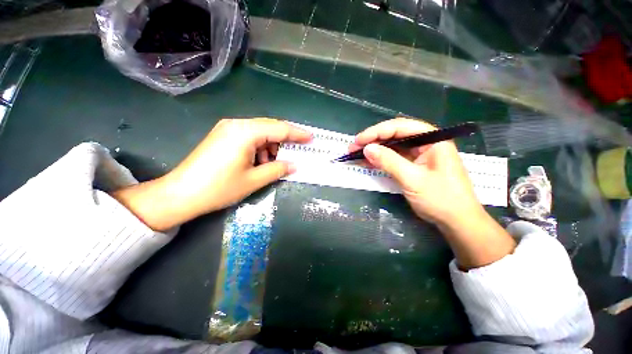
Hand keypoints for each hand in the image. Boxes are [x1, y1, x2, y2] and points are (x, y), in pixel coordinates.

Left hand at [112, 118, 311, 230]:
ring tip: (274, 164)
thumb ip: (278, 169)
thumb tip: (294, 165)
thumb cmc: (219, 188)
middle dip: (285, 140)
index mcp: (245, 132)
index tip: (311, 138)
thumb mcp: (254, 180)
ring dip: (271, 146)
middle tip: (297, 152)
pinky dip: (260, 148)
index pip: (279, 129)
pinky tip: (260, 162)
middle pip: (270, 127)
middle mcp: (237, 124)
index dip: (297, 134)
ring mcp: (228, 129)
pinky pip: (250, 138)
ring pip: (260, 133)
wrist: (180, 194)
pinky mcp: (223, 136)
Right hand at [350, 118, 514, 268]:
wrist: (457, 221)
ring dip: (374, 150)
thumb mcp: (412, 179)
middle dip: (373, 140)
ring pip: (392, 146)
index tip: (358, 140)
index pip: (401, 127)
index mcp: (432, 139)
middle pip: (395, 135)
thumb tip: (367, 149)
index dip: (377, 132)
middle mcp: (425, 143)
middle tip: (353, 148)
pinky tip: (367, 162)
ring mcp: (418, 154)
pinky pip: (393, 158)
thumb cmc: (441, 199)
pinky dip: (380, 160)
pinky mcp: (413, 165)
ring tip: (355, 154)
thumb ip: (389, 161)